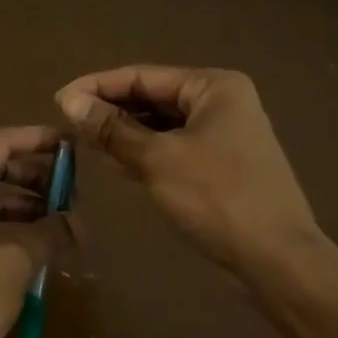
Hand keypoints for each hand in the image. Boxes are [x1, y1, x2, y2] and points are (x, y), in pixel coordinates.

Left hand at [0, 126, 74, 337]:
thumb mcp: (13, 266)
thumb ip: (49, 234)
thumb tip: (79, 224)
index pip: (0, 143)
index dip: (38, 140)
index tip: (74, 146)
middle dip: (34, 176)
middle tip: (74, 189)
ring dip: (21, 203)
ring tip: (62, 217)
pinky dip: (4, 225)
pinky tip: (34, 242)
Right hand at [55, 66, 322, 285]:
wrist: (278, 261)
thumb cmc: (218, 197)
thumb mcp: (158, 159)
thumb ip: (113, 129)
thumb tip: (69, 101)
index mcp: (213, 87)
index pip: (142, 76)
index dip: (98, 86)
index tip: (58, 100)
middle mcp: (220, 103)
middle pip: (152, 98)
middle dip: (110, 110)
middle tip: (67, 124)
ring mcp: (223, 136)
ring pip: (160, 126)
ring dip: (123, 133)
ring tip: (82, 142)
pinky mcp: (219, 166)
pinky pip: (172, 149)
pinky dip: (143, 153)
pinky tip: (113, 163)